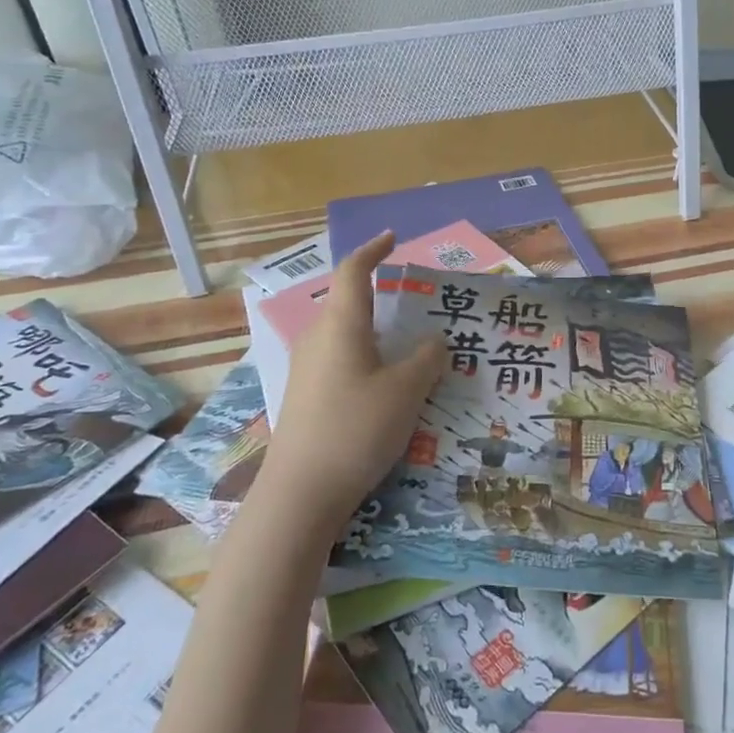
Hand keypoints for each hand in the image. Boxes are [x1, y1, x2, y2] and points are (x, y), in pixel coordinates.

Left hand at [251, 232, 447, 544]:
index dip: (373, 250)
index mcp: (341, 325)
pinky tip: (389, 386)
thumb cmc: (356, 429)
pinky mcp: (306, 397)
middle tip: (421, 305)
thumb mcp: (406, 391)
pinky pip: (342, 361)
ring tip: (414, 348)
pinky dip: (368, 359)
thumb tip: (433, 342)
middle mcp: (319, 339)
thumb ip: (426, 359)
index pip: (353, 272)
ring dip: (378, 333)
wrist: (300, 494)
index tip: (392, 237)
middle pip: (350, 303)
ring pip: (347, 335)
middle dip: (383, 297)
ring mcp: (307, 370)